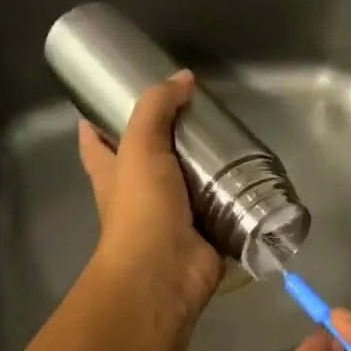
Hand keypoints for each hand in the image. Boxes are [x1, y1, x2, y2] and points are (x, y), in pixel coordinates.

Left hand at [78, 72, 224, 316]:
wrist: (165, 272)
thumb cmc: (141, 209)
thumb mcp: (140, 147)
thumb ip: (157, 109)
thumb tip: (183, 78)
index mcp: (112, 174)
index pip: (96, 142)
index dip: (98, 122)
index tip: (112, 98)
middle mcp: (139, 194)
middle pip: (148, 160)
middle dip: (168, 139)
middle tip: (196, 112)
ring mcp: (172, 216)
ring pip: (188, 183)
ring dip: (206, 167)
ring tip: (232, 138)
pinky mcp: (204, 232)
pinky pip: (220, 209)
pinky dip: (233, 197)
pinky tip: (254, 177)